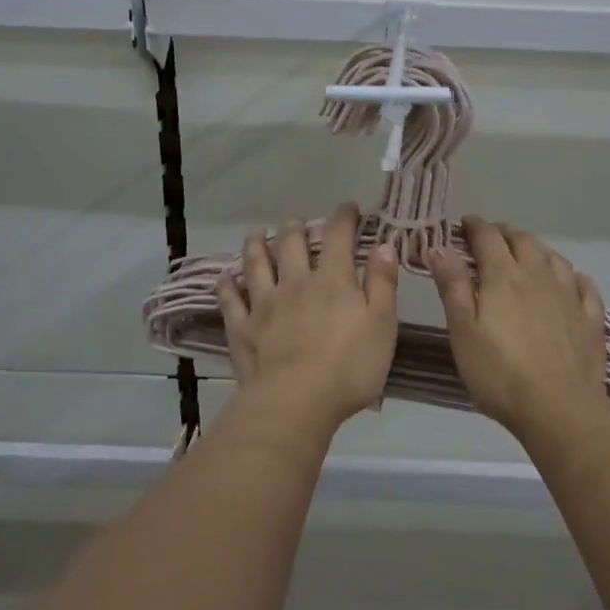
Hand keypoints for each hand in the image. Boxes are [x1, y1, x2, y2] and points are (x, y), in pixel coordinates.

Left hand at [219, 203, 399, 428]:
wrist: (296, 402)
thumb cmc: (349, 367)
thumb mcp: (382, 325)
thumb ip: (383, 283)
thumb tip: (384, 245)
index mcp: (333, 280)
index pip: (339, 237)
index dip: (344, 217)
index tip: (349, 208)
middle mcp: (296, 283)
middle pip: (292, 244)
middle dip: (296, 227)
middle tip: (297, 220)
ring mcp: (264, 304)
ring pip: (257, 264)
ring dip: (256, 245)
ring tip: (256, 233)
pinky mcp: (243, 328)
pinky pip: (231, 301)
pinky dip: (227, 286)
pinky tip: (225, 277)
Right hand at [428, 217, 607, 438]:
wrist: (558, 407)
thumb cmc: (499, 371)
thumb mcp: (463, 330)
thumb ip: (452, 286)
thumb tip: (437, 247)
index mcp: (503, 275)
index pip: (487, 237)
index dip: (474, 226)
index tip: (464, 224)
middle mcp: (538, 275)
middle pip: (522, 240)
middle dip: (504, 233)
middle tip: (491, 238)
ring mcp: (569, 294)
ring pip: (553, 257)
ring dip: (536, 249)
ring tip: (526, 255)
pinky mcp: (590, 317)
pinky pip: (583, 284)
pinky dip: (571, 275)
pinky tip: (569, 281)